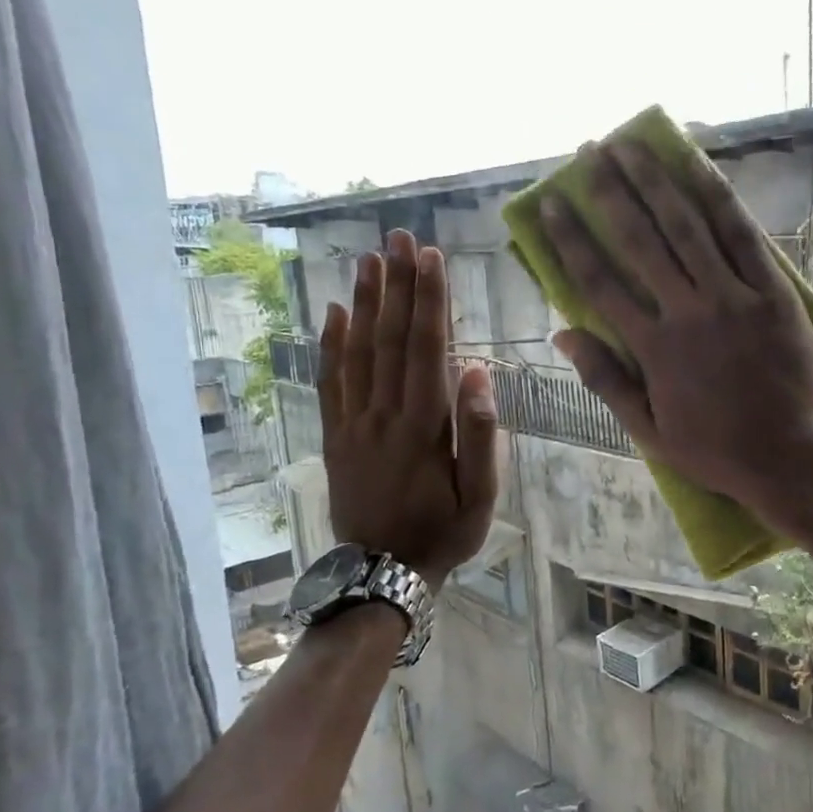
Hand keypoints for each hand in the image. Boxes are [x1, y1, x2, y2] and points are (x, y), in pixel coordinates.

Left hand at [319, 231, 498, 586]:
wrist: (382, 573)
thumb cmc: (444, 533)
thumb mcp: (482, 496)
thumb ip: (481, 434)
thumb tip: (478, 371)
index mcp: (423, 426)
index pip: (427, 348)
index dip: (429, 300)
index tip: (431, 258)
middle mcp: (383, 414)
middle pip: (389, 338)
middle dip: (396, 285)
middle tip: (398, 238)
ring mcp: (353, 423)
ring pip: (357, 352)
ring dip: (363, 302)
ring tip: (368, 259)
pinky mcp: (335, 436)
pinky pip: (330, 382)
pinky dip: (330, 344)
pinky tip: (333, 312)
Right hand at [540, 139, 812, 519]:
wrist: (795, 458)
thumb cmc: (719, 452)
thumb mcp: (650, 432)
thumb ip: (607, 381)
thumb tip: (563, 335)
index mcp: (653, 349)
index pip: (599, 281)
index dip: (571, 238)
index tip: (552, 203)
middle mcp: (687, 311)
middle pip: (640, 239)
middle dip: (610, 191)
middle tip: (590, 150)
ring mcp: (734, 297)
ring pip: (687, 227)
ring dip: (656, 181)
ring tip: (631, 144)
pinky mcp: (775, 293)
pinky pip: (743, 237)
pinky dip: (718, 198)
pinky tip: (698, 167)